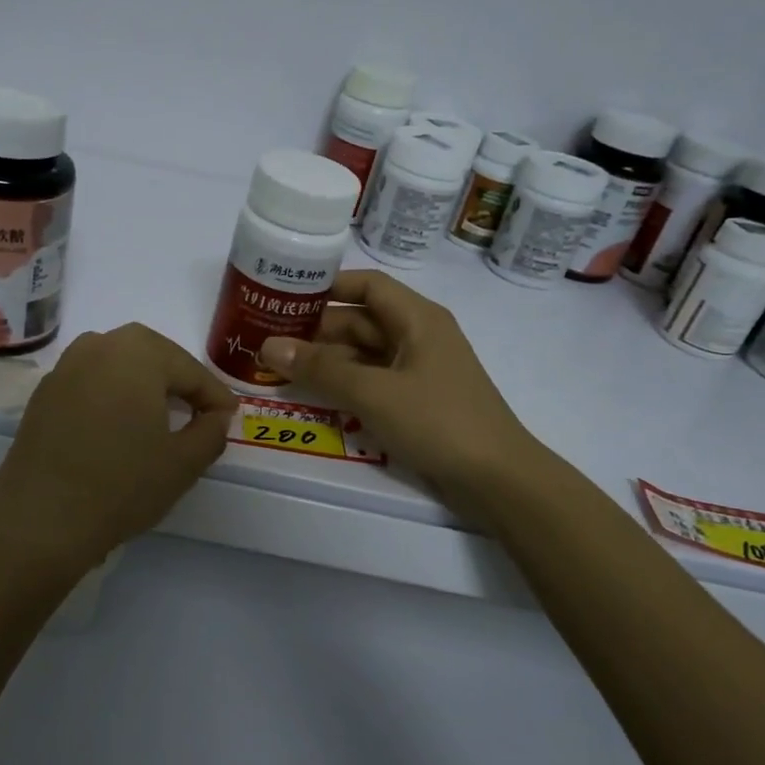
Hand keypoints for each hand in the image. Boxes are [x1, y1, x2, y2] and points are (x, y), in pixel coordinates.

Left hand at [0, 324, 236, 587]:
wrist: (40, 521)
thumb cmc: (122, 485)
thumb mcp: (184, 463)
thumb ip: (211, 431)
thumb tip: (216, 416)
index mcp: (138, 351)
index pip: (190, 370)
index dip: (215, 396)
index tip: (229, 419)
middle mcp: (98, 345)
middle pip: (152, 357)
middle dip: (178, 382)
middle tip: (198, 413)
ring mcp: (64, 368)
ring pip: (118, 367)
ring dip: (143, 386)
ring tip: (159, 418)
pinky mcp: (42, 395)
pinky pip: (90, 384)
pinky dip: (111, 398)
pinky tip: (118, 429)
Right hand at [257, 271, 558, 522]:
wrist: (497, 480)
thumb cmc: (438, 422)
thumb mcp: (373, 393)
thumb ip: (320, 369)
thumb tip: (269, 347)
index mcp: (417, 319)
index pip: (367, 285)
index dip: (327, 286)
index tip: (284, 295)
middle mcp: (418, 336)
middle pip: (360, 321)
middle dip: (316, 330)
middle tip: (267, 339)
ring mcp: (418, 371)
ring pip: (363, 355)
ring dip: (326, 361)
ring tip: (278, 369)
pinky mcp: (417, 402)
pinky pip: (372, 382)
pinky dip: (344, 385)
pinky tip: (313, 397)